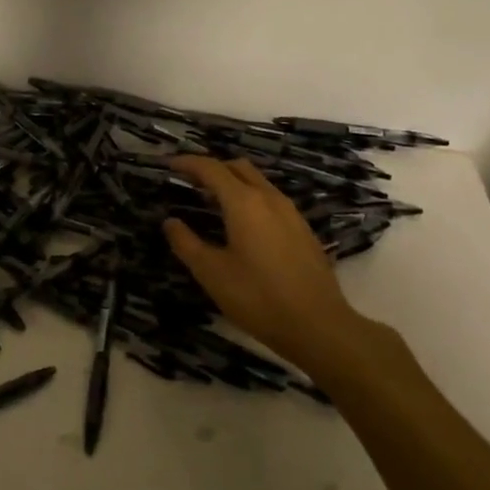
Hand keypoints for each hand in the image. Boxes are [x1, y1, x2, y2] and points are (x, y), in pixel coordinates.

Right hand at [163, 156, 383, 384]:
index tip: (169, 164)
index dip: (187, 162)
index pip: (211, 168)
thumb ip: (186, 243)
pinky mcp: (302, 230)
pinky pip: (270, 199)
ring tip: (212, 202)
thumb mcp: (212, 273)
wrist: (320, 327)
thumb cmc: (259, 298)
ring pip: (257, 182)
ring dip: (232, 182)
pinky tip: (242, 225)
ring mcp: (290, 213)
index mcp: (244, 202)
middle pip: (237, 167)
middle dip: (212, 168)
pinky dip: (250, 198)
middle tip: (190, 181)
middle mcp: (269, 198)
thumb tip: (170, 222)